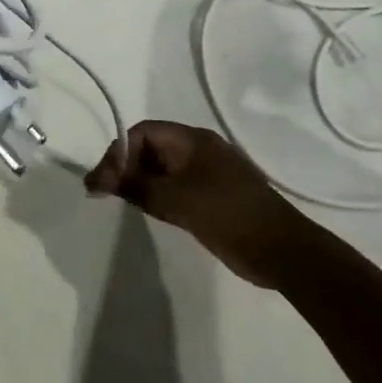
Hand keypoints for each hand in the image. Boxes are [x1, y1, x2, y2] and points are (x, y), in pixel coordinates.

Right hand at [85, 121, 307, 286]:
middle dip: (127, 166)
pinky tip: (150, 212)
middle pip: (152, 148)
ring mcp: (208, 173)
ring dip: (142, 182)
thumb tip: (99, 179)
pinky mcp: (214, 197)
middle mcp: (199, 149)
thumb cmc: (227, 215)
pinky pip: (177, 187)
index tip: (102, 180)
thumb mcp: (177, 200)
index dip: (120, 151)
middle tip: (106, 193)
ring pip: (164, 169)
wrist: (282, 249)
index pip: (144, 132)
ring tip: (121, 203)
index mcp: (192, 140)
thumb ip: (137, 187)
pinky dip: (159, 195)